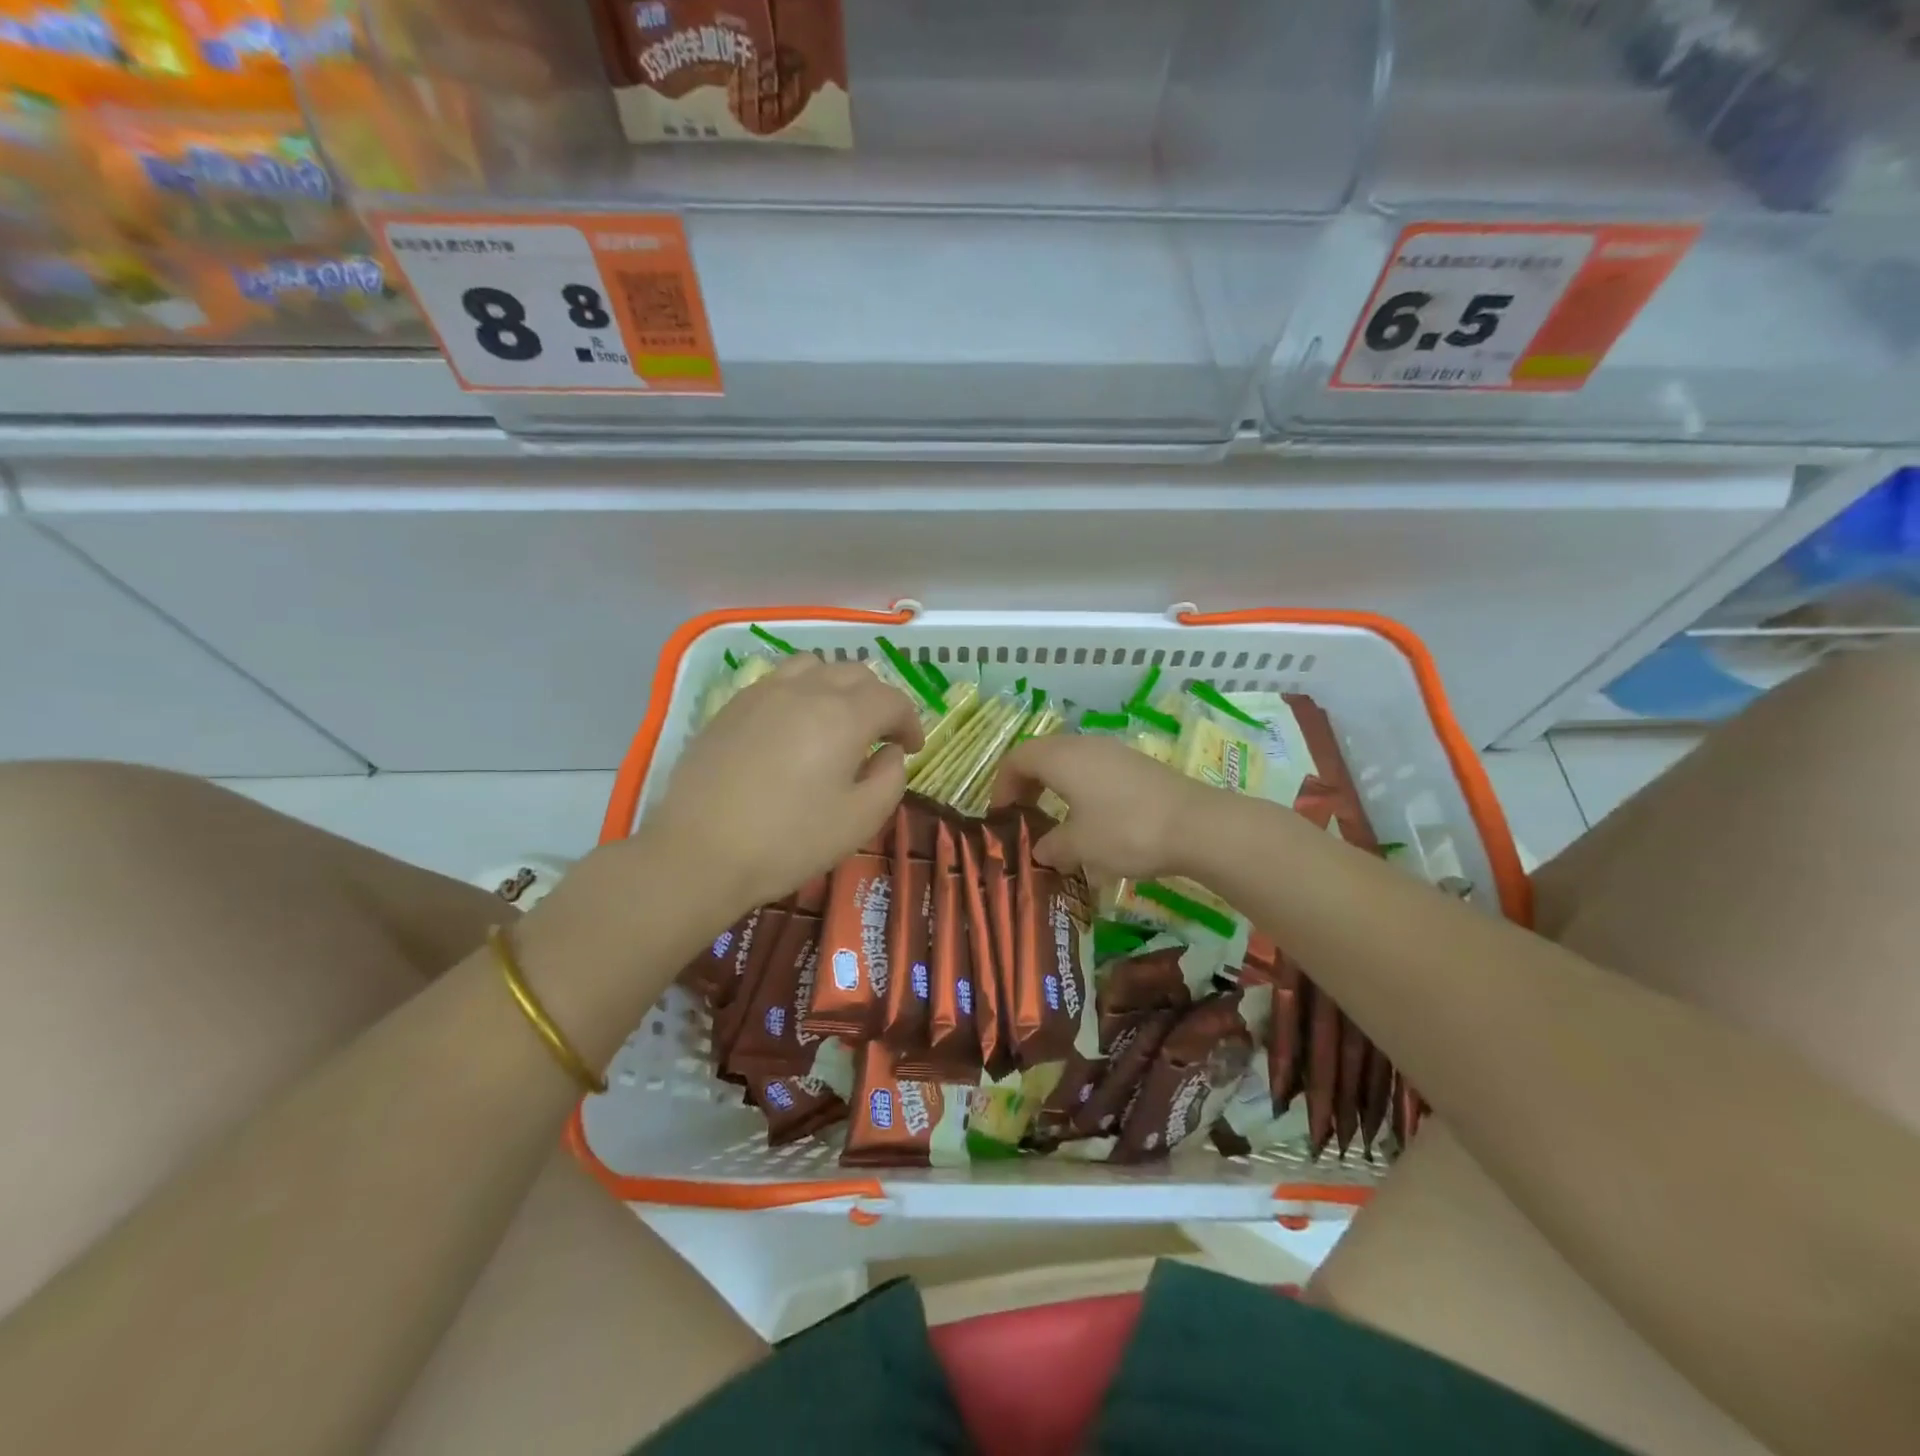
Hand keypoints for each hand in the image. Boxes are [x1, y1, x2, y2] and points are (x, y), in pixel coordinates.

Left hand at [637, 655, 923, 914]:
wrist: (700, 852)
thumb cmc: (790, 841)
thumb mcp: (860, 820)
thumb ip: (890, 779)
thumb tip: (890, 752)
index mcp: (844, 715)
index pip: (892, 699)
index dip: (910, 721)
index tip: (911, 748)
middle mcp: (806, 689)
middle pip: (855, 673)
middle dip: (878, 700)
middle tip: (880, 735)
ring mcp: (764, 692)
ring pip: (814, 666)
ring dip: (837, 686)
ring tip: (836, 719)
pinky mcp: (732, 705)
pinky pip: (778, 680)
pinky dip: (801, 691)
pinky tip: (793, 725)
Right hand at [992, 734, 1216, 881]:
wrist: (1197, 826)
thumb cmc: (1126, 831)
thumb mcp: (1080, 846)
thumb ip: (1052, 846)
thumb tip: (1040, 850)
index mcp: (1061, 758)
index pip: (1017, 759)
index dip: (1002, 786)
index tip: (1002, 817)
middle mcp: (1084, 745)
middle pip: (1043, 755)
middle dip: (1027, 784)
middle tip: (1024, 816)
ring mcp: (1114, 752)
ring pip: (1071, 761)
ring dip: (1056, 786)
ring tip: (1056, 820)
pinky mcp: (1137, 765)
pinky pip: (1095, 769)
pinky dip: (1081, 789)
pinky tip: (1093, 820)